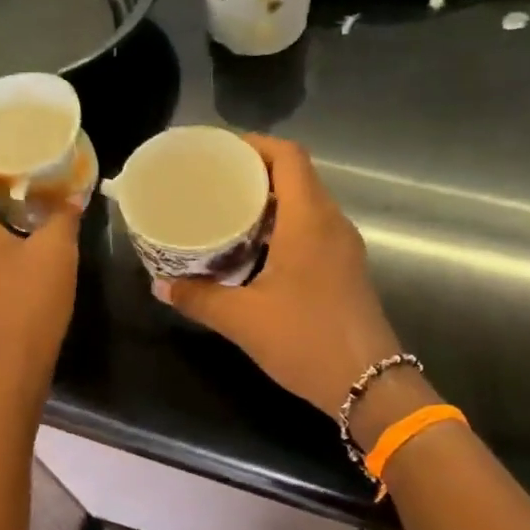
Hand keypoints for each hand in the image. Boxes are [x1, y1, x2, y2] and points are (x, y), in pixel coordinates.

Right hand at [155, 135, 400, 416]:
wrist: (369, 384)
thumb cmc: (306, 340)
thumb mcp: (243, 319)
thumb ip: (199, 298)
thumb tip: (160, 287)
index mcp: (310, 220)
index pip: (289, 156)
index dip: (255, 144)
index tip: (220, 152)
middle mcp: (332, 223)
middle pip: (297, 176)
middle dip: (255, 172)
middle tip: (213, 182)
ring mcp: (343, 247)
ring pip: (306, 204)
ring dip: (270, 201)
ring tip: (227, 211)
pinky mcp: (345, 269)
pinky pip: (312, 229)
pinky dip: (283, 226)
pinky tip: (253, 250)